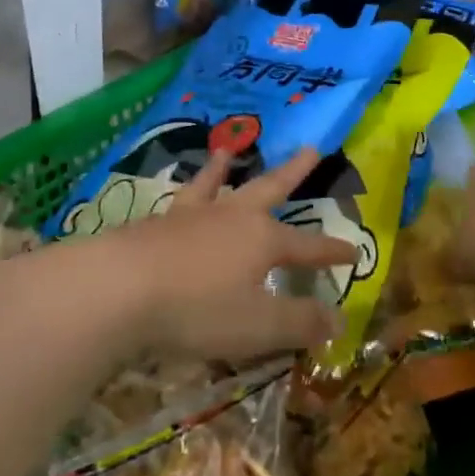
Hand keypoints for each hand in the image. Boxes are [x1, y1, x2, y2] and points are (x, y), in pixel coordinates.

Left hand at [105, 148, 355, 362]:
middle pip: (270, 189)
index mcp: (263, 240)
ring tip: (229, 151)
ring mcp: (193, 215)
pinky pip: (181, 199)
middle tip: (311, 149)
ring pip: (217, 185)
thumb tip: (339, 319)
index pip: (308, 247)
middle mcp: (233, 217)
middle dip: (294, 172)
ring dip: (226, 169)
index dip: (330, 253)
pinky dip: (187, 191)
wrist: (121, 287)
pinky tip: (179, 197)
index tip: (353, 252)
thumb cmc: (198, 309)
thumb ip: (300, 322)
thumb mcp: (258, 326)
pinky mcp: (159, 223)